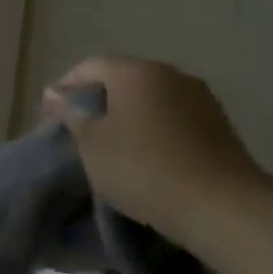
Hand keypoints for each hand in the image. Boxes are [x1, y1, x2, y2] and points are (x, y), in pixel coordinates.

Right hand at [42, 56, 264, 242]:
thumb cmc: (141, 166)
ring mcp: (202, 101)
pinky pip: (172, 119)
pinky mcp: (220, 128)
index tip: (50, 117)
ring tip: (109, 146)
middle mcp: (172, 76)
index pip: (90, 66)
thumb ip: (71, 113)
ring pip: (150, 100)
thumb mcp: (90, 141)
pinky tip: (142, 156)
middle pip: (122, 80)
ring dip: (125, 117)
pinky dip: (151, 130)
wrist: (222, 207)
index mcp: (137, 72)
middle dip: (96, 101)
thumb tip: (57, 94)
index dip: (65, 87)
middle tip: (76, 130)